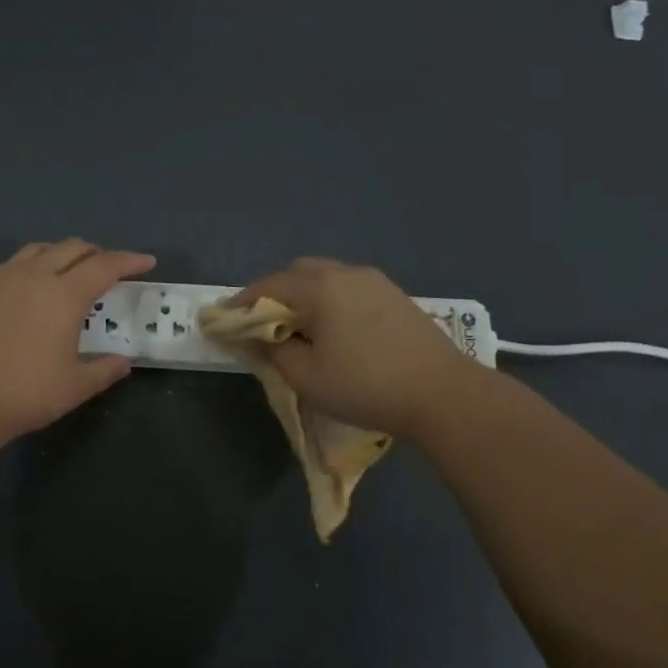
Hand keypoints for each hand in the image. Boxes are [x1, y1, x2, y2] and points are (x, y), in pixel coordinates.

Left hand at [0, 240, 155, 443]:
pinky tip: (33, 285)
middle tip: (111, 268)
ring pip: (41, 249)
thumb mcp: (76, 386)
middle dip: (97, 253)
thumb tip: (122, 362)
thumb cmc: (27, 393)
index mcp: (65, 295)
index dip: (129, 261)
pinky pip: (15, 262)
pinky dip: (35, 263)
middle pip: (73, 248)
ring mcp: (4, 278)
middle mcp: (36, 276)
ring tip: (72, 270)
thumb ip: (104, 370)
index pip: (105, 266)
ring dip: (64, 253)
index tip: (147, 262)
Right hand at [232, 258, 484, 434]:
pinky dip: (330, 301)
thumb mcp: (307, 377)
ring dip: (305, 296)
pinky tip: (335, 330)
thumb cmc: (367, 386)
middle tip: (263, 325)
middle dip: (274, 294)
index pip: (267, 286)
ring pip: (326, 278)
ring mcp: (375, 282)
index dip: (241, 304)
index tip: (223, 320)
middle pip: (297, 273)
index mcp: (320, 288)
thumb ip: (274, 352)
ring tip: (299, 329)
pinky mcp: (396, 296)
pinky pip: (349, 288)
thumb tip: (259, 338)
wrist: (444, 394)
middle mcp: (346, 273)